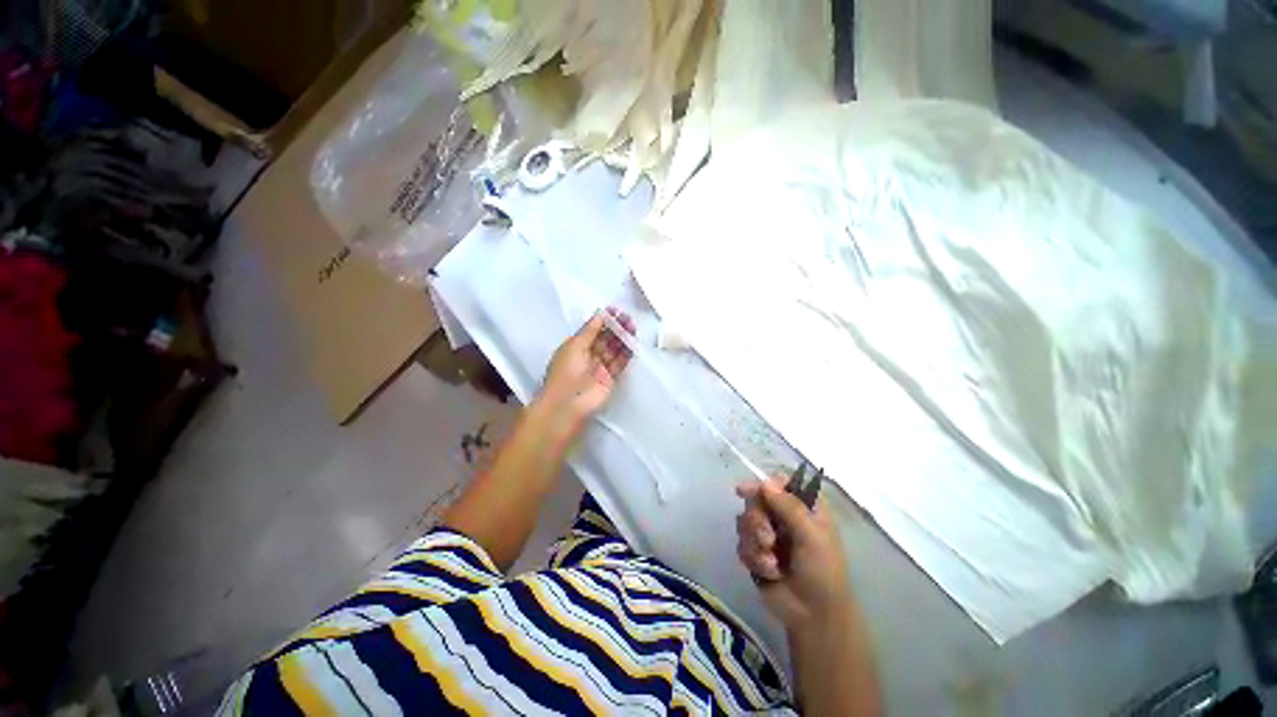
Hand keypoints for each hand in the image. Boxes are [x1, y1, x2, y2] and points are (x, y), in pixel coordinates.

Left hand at [537, 308, 634, 430]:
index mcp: (576, 346)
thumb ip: (589, 330)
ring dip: (623, 338)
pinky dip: (626, 353)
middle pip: (605, 338)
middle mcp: (588, 356)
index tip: (614, 310)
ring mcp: (600, 368)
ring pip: (614, 349)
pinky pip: (620, 363)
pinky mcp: (611, 379)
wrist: (568, 404)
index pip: (592, 330)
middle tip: (627, 317)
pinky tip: (633, 342)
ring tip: (632, 326)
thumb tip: (600, 314)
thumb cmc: (566, 372)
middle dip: (615, 327)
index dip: (603, 320)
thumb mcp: (575, 345)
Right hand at [736, 477, 851, 631]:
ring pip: (745, 521)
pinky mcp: (755, 552)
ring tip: (771, 563)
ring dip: (755, 543)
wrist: (814, 617)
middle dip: (757, 520)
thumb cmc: (823, 572)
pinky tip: (769, 573)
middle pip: (756, 500)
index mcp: (803, 507)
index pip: (779, 482)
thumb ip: (789, 507)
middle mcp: (783, 515)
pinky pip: (741, 543)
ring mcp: (768, 533)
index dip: (762, 484)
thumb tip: (765, 482)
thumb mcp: (812, 537)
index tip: (745, 491)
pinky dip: (753, 558)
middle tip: (767, 539)